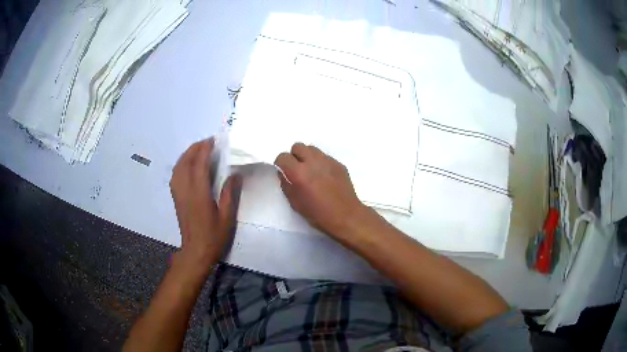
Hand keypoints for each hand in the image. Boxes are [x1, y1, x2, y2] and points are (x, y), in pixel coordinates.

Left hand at [170, 138, 240, 269]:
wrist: (195, 252)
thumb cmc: (214, 236)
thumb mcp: (227, 217)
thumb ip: (230, 194)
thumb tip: (234, 174)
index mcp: (199, 194)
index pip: (199, 165)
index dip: (205, 149)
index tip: (214, 140)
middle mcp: (185, 190)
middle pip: (185, 162)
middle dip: (195, 148)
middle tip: (208, 142)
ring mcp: (178, 194)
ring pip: (178, 167)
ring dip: (187, 154)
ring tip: (199, 149)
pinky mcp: (176, 198)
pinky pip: (175, 175)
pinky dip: (182, 164)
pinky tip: (189, 165)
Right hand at [274, 143, 367, 237]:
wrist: (346, 216)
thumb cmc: (318, 214)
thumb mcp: (295, 203)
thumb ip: (286, 184)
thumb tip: (284, 173)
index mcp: (299, 173)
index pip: (283, 156)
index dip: (281, 164)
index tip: (284, 172)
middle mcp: (312, 162)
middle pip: (297, 146)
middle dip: (294, 156)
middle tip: (298, 170)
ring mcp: (327, 160)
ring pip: (312, 149)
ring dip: (308, 157)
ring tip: (311, 171)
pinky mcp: (338, 163)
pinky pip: (324, 156)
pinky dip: (320, 163)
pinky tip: (324, 177)